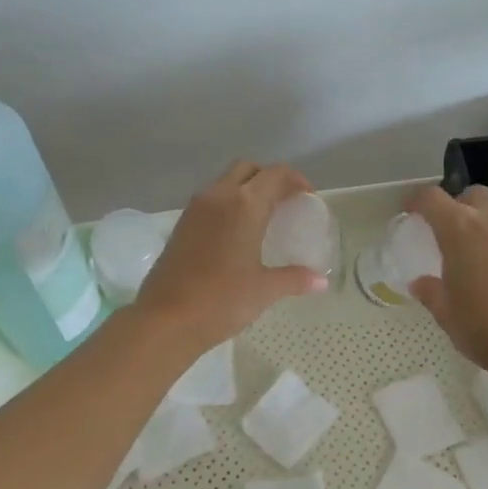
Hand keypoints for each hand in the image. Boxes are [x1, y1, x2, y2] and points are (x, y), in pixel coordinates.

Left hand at [135, 162, 326, 352]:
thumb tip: (321, 281)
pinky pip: (210, 201)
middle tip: (284, 202)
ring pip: (225, 182)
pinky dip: (228, 205)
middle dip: (268, 178)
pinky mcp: (181, 224)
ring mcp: (195, 209)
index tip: (307, 197)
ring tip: (262, 218)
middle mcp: (218, 196)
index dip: (295, 180)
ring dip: (246, 190)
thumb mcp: (264, 290)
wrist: (165, 319)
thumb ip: (294, 278)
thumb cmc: (222, 301)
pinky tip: (236, 234)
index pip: (275, 174)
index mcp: (245, 205)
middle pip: (248, 169)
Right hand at [407, 185, 487, 376]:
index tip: (409, 213)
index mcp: (459, 228)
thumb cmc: (486, 327)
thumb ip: (431, 292)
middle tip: (446, 233)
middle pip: (469, 195)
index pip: (431, 198)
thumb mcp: (447, 314)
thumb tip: (421, 283)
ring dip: (482, 219)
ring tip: (474, 248)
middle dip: (455, 207)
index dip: (416, 202)